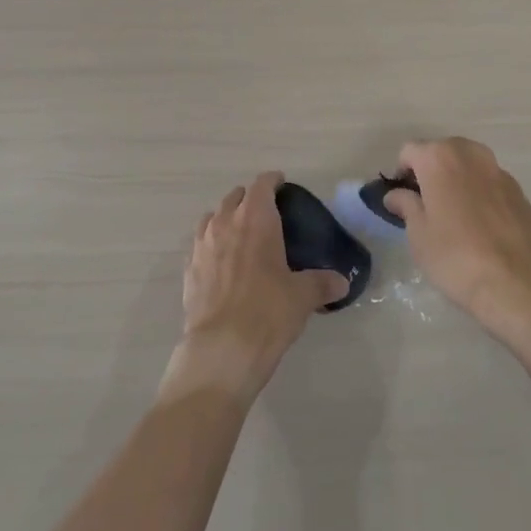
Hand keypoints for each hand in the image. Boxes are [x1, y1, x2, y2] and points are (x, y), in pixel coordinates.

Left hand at [165, 172, 347, 403]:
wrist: (222, 349)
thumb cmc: (268, 312)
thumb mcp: (302, 296)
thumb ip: (322, 283)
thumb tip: (342, 282)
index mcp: (256, 219)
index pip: (262, 185)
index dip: (273, 181)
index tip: (282, 184)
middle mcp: (225, 223)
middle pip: (235, 197)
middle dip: (250, 199)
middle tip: (266, 213)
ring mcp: (202, 245)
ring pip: (213, 217)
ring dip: (227, 218)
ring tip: (241, 234)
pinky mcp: (188, 269)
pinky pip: (200, 244)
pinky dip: (211, 244)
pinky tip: (221, 262)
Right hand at [383, 138, 530, 338]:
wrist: (521, 283)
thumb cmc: (457, 257)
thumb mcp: (419, 235)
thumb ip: (406, 206)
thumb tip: (396, 194)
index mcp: (439, 158)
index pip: (409, 151)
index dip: (401, 174)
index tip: (402, 200)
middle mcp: (469, 153)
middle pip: (441, 152)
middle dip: (430, 172)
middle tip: (426, 207)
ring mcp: (498, 170)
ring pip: (467, 165)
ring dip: (456, 180)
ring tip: (454, 216)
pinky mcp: (520, 190)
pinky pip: (489, 182)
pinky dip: (479, 193)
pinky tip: (481, 226)